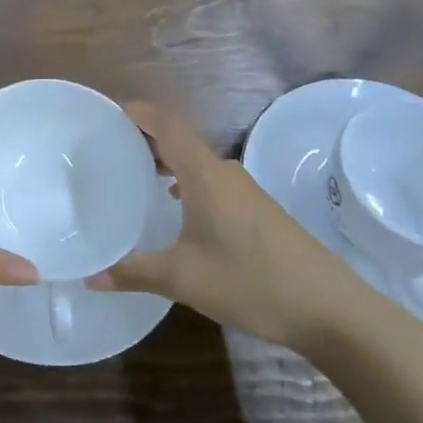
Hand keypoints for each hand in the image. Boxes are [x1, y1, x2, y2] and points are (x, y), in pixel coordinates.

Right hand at [87, 103, 363, 351]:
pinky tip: (174, 207)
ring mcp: (245, 191)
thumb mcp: (183, 279)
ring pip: (197, 160)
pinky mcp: (258, 210)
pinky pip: (211, 179)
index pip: (168, 124)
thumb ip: (133, 272)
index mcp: (205, 175)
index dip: (138, 112)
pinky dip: (185, 179)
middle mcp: (225, 173)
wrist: (333, 310)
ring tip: (134, 174)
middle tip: (108, 147)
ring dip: (167, 159)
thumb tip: (89, 276)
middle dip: (144, 136)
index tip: (106, 113)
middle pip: (180, 138)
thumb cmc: (252, 283)